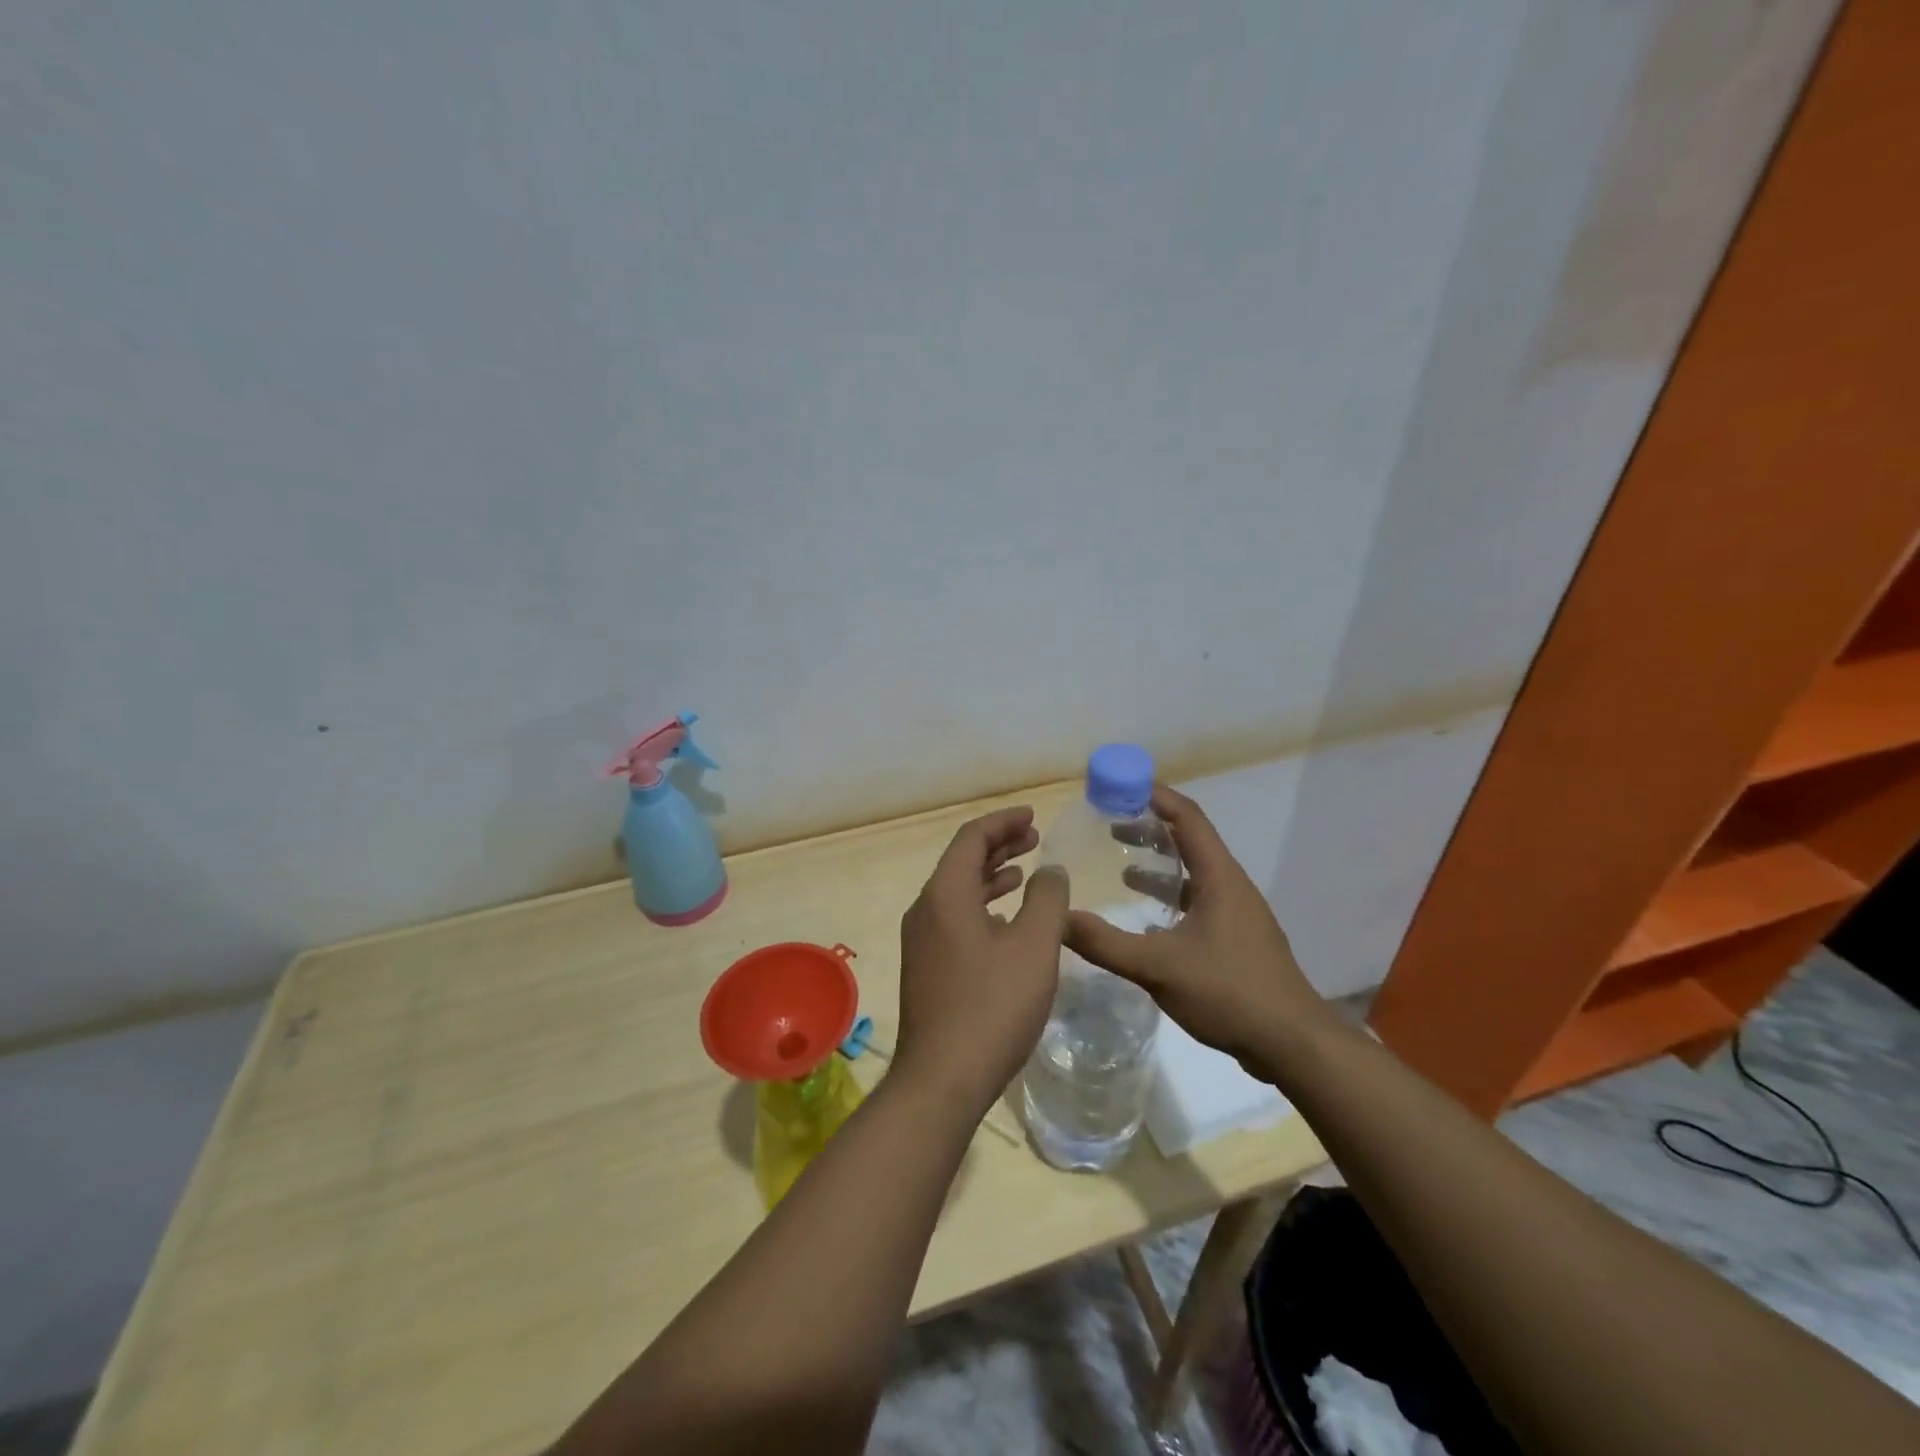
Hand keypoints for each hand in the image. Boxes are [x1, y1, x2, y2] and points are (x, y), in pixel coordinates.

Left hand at [894, 806, 1069, 1114]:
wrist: (942, 1079)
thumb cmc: (992, 1006)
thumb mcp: (1034, 947)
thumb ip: (1047, 899)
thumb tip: (1050, 870)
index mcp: (945, 894)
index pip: (971, 838)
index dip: (1003, 822)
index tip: (1032, 817)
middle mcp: (926, 910)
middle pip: (962, 861)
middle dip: (999, 846)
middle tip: (1034, 838)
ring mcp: (923, 941)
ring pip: (959, 892)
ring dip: (992, 876)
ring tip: (1026, 872)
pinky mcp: (928, 968)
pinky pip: (956, 919)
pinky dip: (984, 907)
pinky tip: (1007, 922)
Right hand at [1065, 786, 1331, 1071]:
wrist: (1293, 1045)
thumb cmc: (1230, 991)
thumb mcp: (1158, 966)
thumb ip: (1105, 942)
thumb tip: (1057, 919)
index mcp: (1219, 877)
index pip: (1187, 817)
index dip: (1155, 795)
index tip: (1119, 786)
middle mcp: (1230, 886)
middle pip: (1189, 841)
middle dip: (1150, 829)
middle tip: (1110, 825)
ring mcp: (1237, 914)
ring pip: (1194, 874)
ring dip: (1160, 865)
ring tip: (1121, 868)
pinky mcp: (1237, 940)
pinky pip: (1198, 902)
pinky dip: (1170, 897)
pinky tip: (1146, 921)